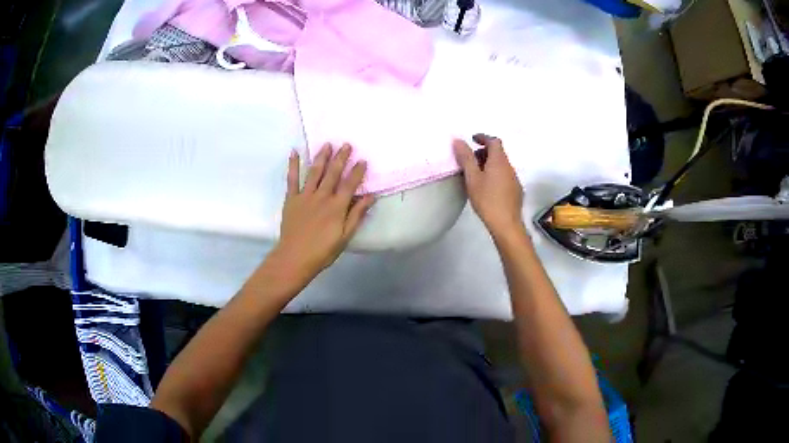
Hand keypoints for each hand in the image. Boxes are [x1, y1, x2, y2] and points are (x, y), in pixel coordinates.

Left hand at [271, 143, 374, 282]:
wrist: (295, 258)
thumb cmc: (323, 251)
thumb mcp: (345, 236)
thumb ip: (357, 214)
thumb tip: (371, 196)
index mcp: (337, 206)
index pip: (350, 184)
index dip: (357, 172)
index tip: (363, 160)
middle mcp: (322, 196)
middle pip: (333, 173)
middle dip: (341, 158)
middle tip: (346, 144)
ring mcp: (305, 196)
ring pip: (315, 172)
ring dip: (322, 157)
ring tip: (327, 144)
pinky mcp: (291, 199)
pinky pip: (292, 179)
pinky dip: (293, 165)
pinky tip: (294, 152)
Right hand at [453, 134, 523, 236]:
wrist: (506, 224)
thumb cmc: (487, 199)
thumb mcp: (472, 178)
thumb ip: (466, 158)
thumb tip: (459, 140)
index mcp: (499, 161)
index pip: (494, 141)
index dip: (483, 137)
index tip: (473, 139)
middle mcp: (509, 167)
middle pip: (498, 153)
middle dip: (484, 152)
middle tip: (470, 160)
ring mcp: (514, 179)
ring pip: (501, 165)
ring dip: (489, 164)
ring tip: (476, 175)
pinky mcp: (516, 191)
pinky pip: (504, 176)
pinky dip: (495, 174)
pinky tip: (487, 188)